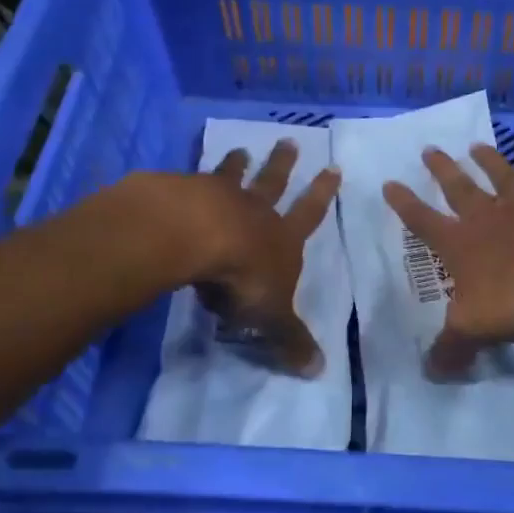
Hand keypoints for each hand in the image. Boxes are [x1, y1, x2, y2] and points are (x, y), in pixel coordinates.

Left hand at [193, 139, 339, 377]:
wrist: (196, 237)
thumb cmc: (242, 277)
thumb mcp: (271, 317)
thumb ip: (290, 340)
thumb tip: (319, 371)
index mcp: (281, 237)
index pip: (308, 214)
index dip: (322, 194)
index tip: (333, 168)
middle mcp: (254, 211)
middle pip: (273, 182)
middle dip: (283, 164)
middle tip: (288, 142)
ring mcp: (218, 197)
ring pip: (232, 176)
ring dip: (238, 164)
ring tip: (240, 150)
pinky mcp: (183, 193)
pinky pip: (190, 182)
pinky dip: (190, 179)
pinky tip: (180, 178)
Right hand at [383, 145, 513, 377]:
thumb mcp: (479, 327)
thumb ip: (453, 347)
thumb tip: (428, 371)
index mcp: (463, 244)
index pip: (424, 222)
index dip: (405, 205)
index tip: (389, 182)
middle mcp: (490, 216)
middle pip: (460, 188)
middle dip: (442, 170)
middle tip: (429, 150)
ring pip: (502, 176)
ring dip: (488, 161)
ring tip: (477, 146)